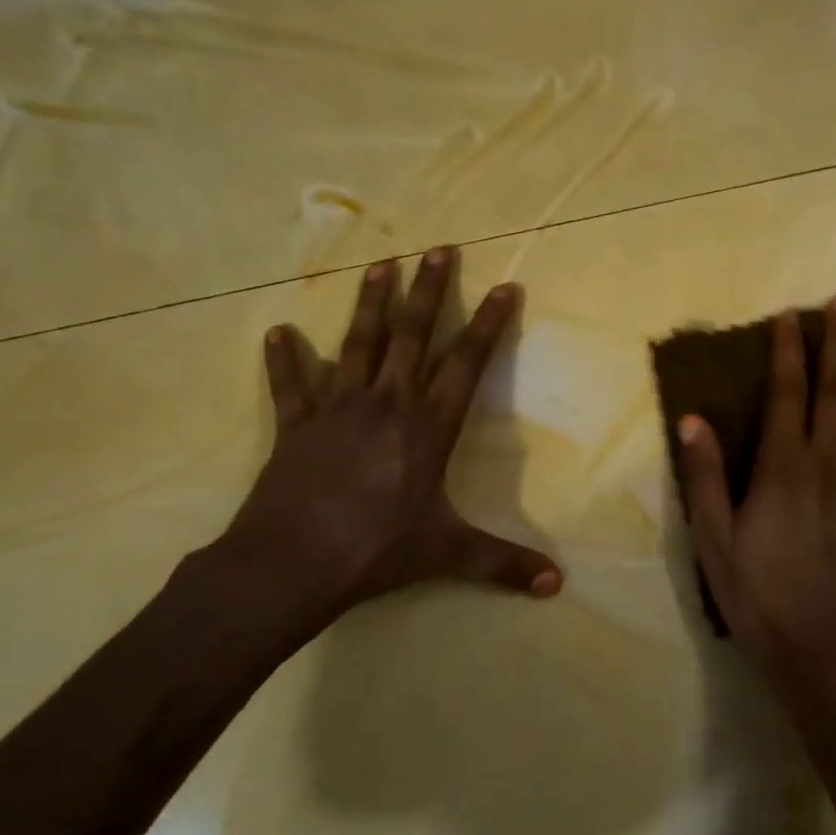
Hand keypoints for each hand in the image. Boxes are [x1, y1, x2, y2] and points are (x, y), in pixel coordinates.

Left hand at [194, 247, 561, 642]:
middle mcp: (388, 404)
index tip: (505, 286)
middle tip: (439, 249)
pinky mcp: (296, 426)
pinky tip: (278, 332)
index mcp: (429, 426)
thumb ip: (503, 563)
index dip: (488, 323)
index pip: (467, 362)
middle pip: (412, 336)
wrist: (289, 567)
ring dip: (370, 304)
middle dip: (429, 291)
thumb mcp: (448, 554)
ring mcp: (338, 409)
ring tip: (380, 264)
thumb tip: (557, 586)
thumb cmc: (376, 551)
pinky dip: (285, 360)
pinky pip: (291, 386)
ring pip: (358, 345)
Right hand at [677, 296, 835, 691]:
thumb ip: (705, 477)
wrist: (822, 648)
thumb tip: (693, 418)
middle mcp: (828, 462)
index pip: (787, 393)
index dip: (789, 351)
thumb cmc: (759, 593)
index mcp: (783, 467)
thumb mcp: (715, 539)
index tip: (792, 316)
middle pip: (835, 390)